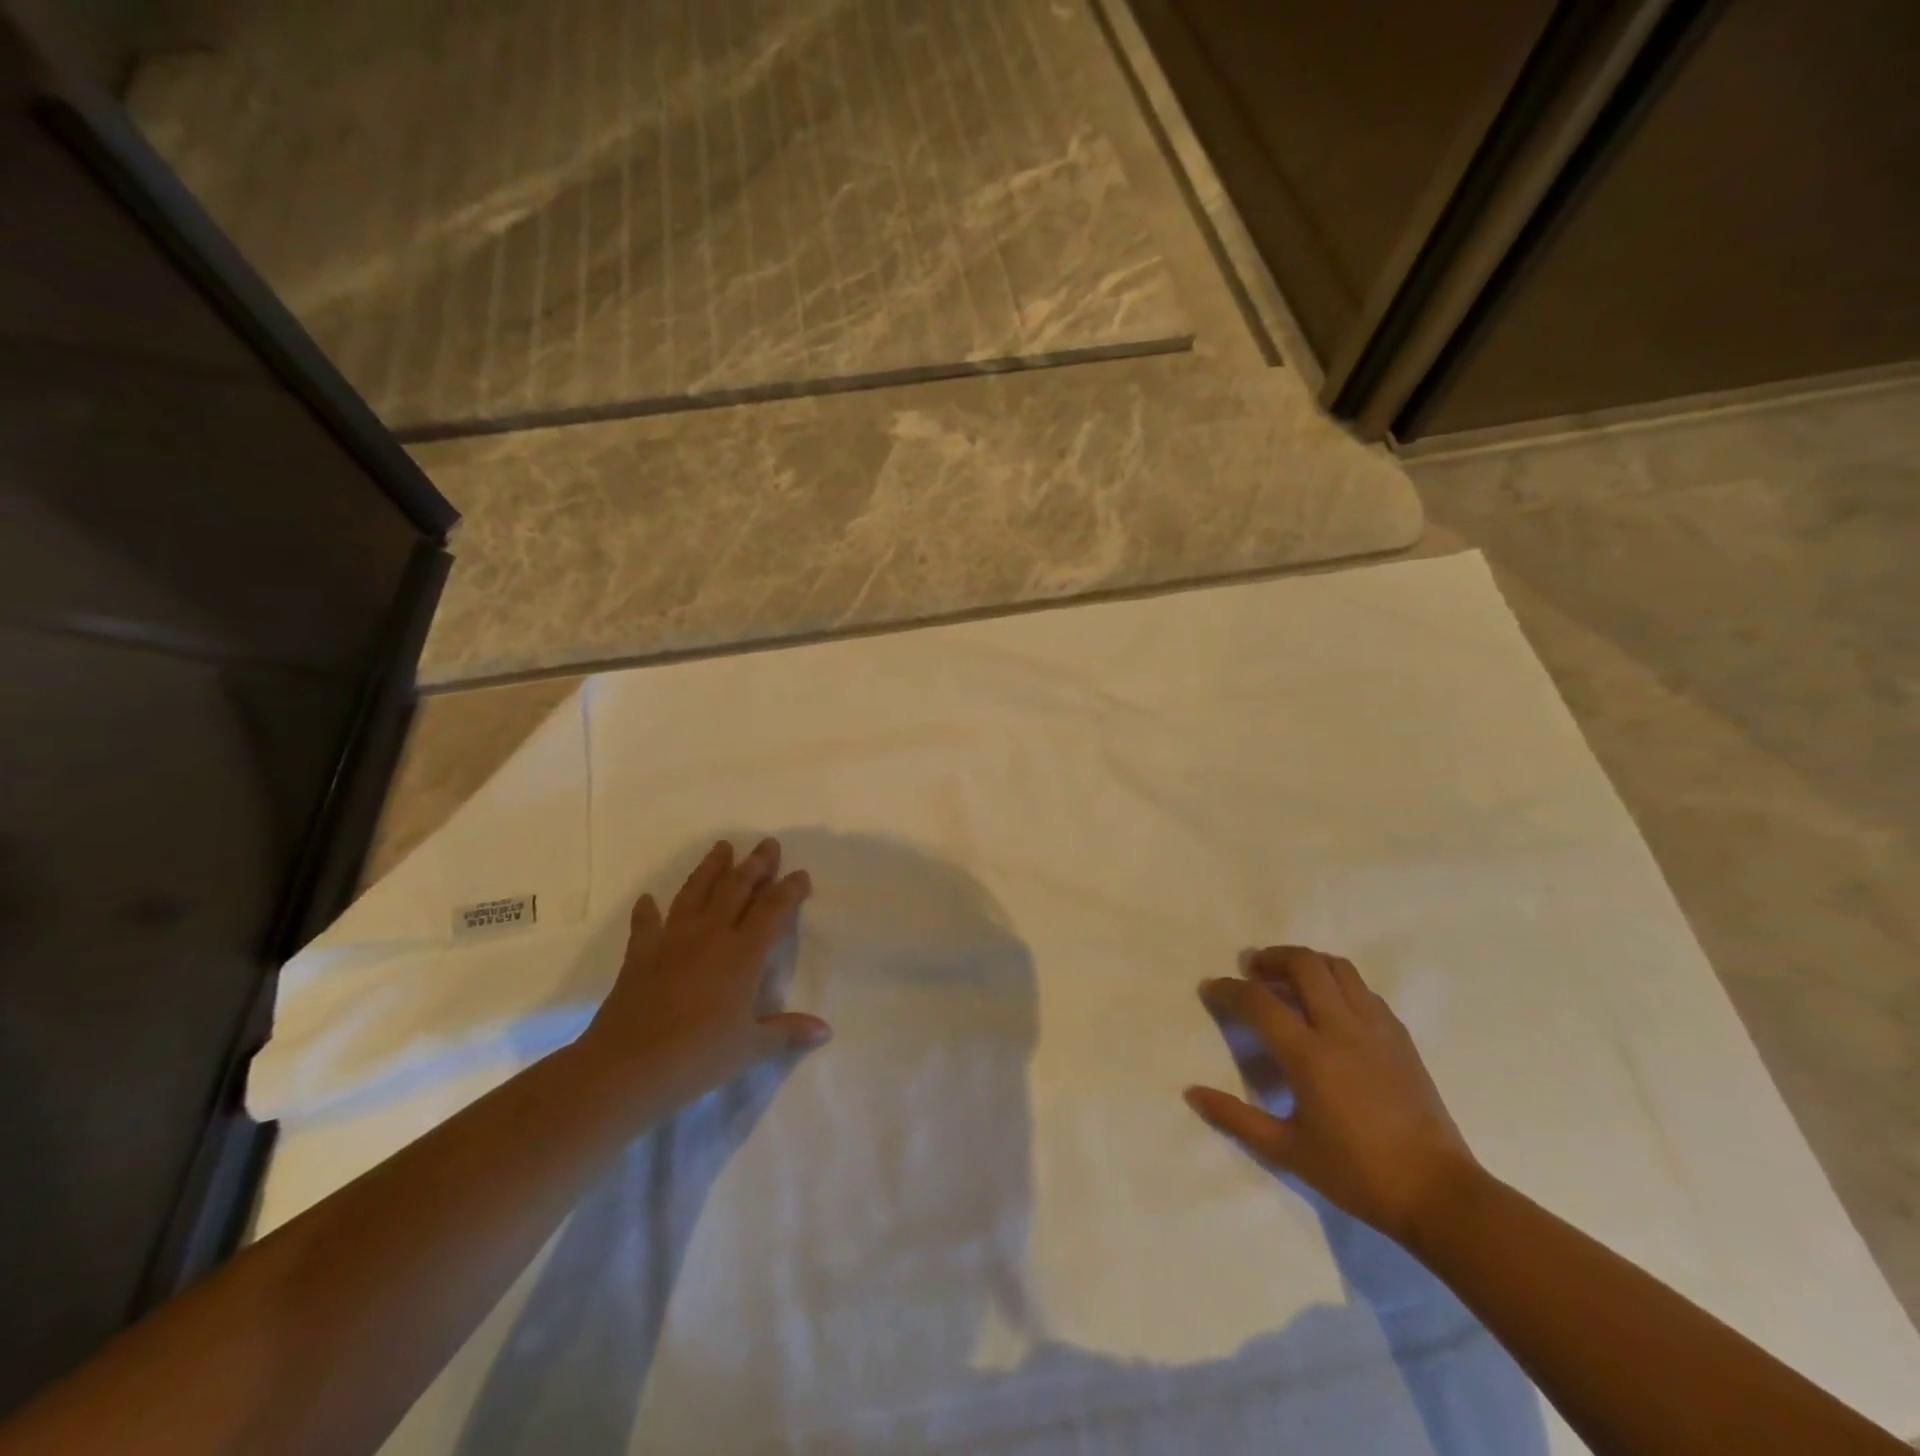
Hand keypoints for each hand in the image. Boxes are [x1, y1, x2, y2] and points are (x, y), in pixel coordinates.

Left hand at [579, 838, 831, 1100]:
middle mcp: (711, 935)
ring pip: (696, 892)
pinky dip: (648, 910)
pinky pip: (646, 924)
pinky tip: (648, 899)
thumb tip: (825, 1031)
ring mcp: (672, 940)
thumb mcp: (751, 1048)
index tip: (801, 874)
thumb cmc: (699, 1057)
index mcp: (743, 953)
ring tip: (722, 847)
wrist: (627, 1068)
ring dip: (711, 868)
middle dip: (755, 864)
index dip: (790, 889)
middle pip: (736, 888)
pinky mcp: (640, 955)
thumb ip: (788, 1032)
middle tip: (767, 844)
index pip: (773, 909)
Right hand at [1188, 946, 1477, 1244]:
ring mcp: (1376, 1028)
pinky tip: (1330, 1009)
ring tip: (1290, 982)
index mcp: (1308, 1054)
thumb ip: (1236, 1118)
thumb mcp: (1287, 1151)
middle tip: (1254, 972)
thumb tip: (1192, 1093)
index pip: (1258, 1000)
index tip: (1211, 988)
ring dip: (1307, 964)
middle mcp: (1341, 1028)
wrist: (1438, 1194)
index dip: (1228, 989)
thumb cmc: (1356, 1173)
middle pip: (1303, 963)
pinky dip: (1338, 984)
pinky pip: (1363, 990)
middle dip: (1271, 958)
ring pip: (1338, 967)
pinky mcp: (1400, 1037)